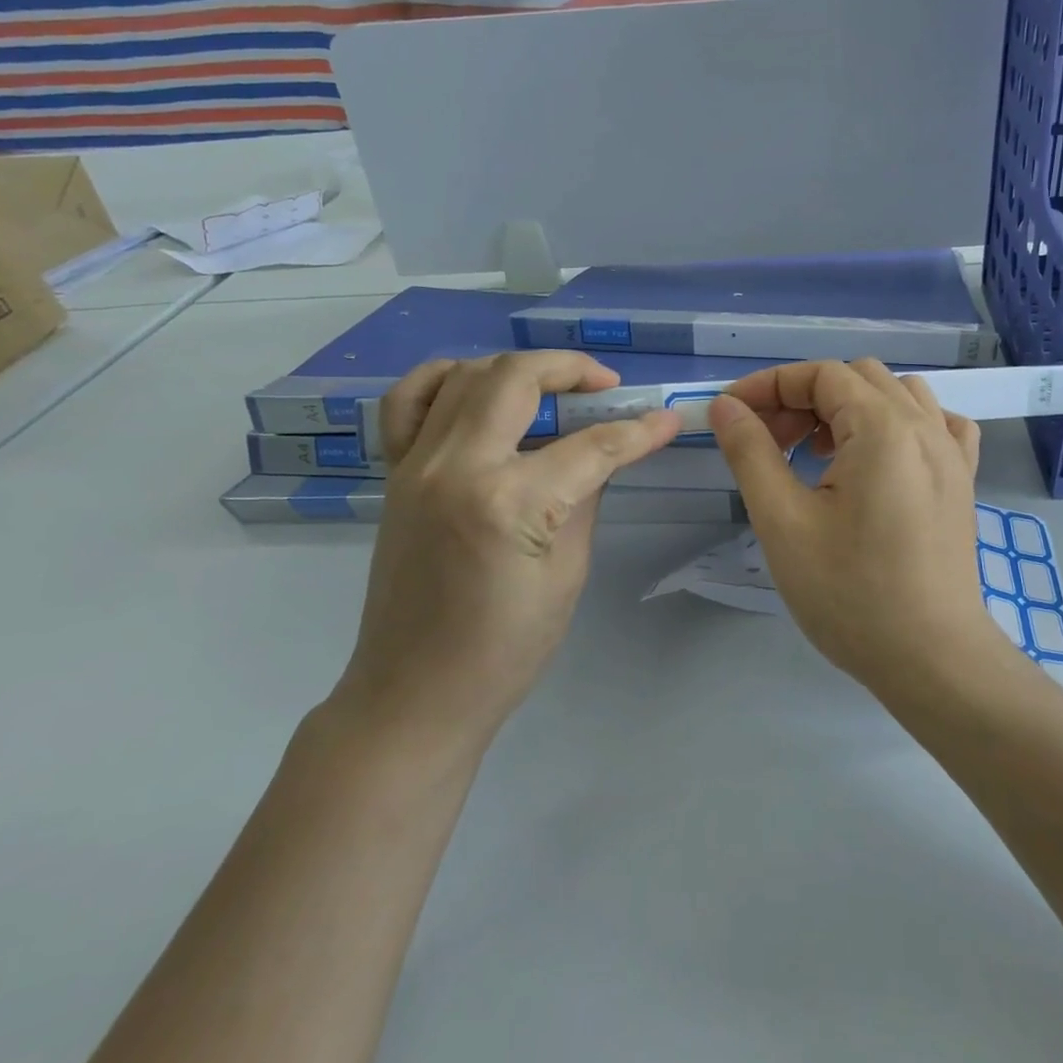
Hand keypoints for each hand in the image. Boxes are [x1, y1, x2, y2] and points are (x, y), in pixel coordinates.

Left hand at [336, 351, 680, 746]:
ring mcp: (415, 465)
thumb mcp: (567, 574)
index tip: (667, 418)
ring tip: (551, 386)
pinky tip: (475, 387)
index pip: (590, 446)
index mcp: (507, 503)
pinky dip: (444, 379)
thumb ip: (584, 498)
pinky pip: (408, 401)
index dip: (637, 431)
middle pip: (516, 379)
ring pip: (465, 375)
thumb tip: (604, 453)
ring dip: (516, 369)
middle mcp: (455, 467)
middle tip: (606, 386)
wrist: (415, 693)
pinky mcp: (394, 474)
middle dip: (571, 370)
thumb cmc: (505, 650)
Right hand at [708, 359, 1003, 684]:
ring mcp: (952, 452)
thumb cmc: (850, 594)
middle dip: (805, 398)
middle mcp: (925, 426)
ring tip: (820, 453)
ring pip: (897, 394)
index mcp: (883, 428)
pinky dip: (900, 423)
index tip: (734, 414)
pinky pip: (936, 423)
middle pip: (857, 378)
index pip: (821, 374)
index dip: (770, 385)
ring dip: (850, 408)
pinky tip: (880, 458)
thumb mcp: (783, 522)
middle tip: (772, 442)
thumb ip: (751, 453)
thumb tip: (726, 406)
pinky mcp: (963, 480)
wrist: (931, 658)